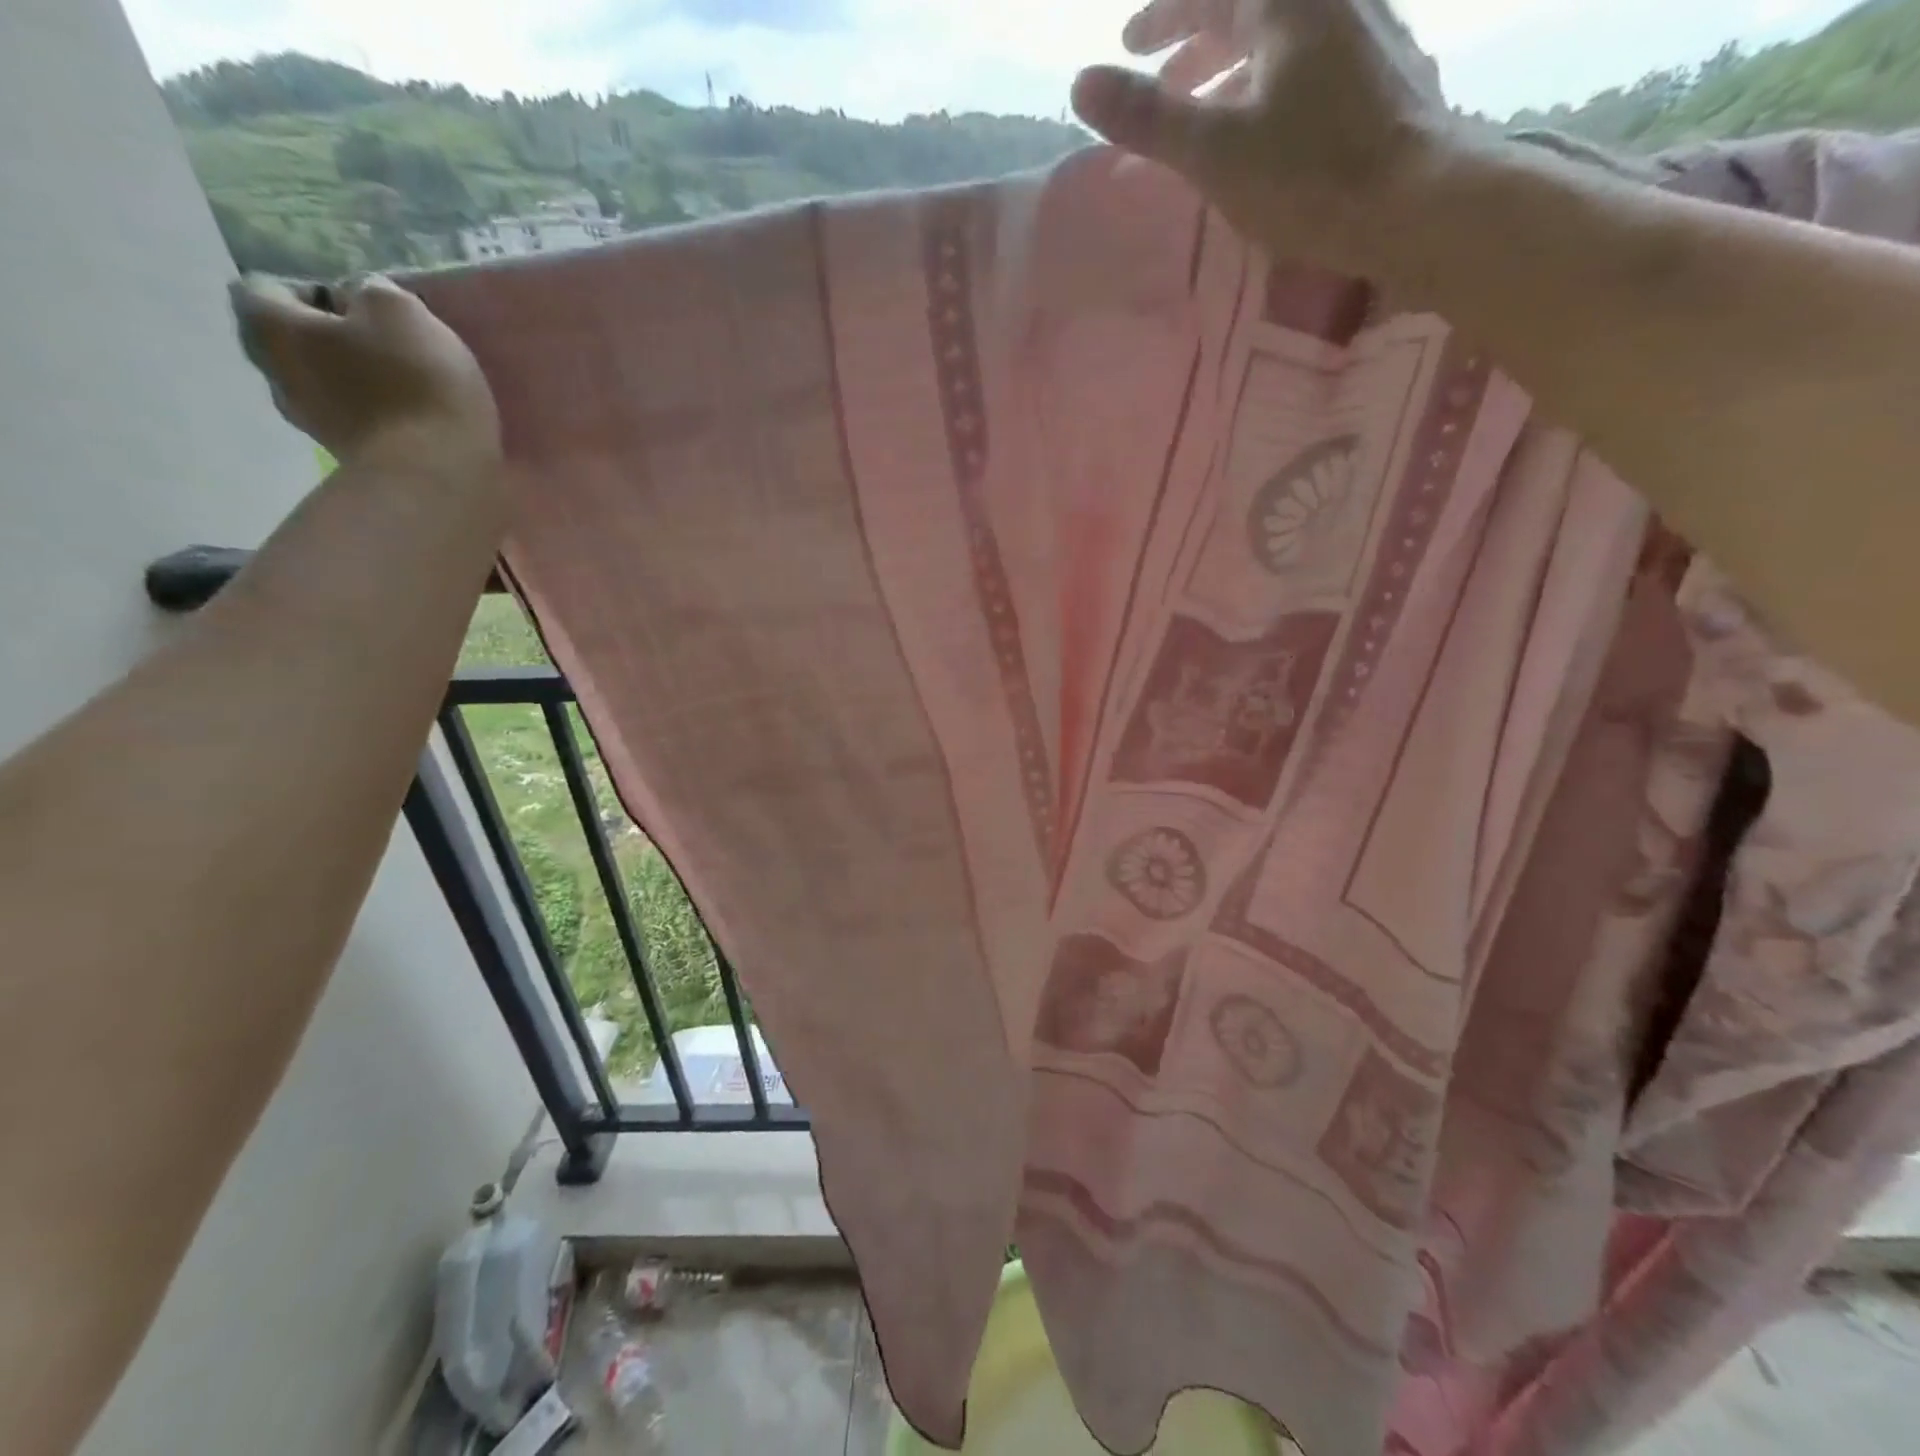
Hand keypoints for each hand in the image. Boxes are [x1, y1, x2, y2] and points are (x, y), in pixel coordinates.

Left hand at [231, 275, 500, 472]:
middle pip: (294, 340)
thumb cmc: (413, 384)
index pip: (265, 287)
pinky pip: (358, 420)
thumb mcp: (400, 311)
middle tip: (388, 345)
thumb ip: (372, 291)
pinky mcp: (351, 458)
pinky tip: (417, 418)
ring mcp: (313, 424)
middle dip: (334, 338)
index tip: (364, 309)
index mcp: (269, 327)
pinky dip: (379, 414)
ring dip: (358, 379)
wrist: (438, 475)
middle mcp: (275, 375)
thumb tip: (362, 300)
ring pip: (326, 383)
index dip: (314, 289)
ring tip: (409, 385)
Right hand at [1072, 0, 1452, 273]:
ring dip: (1231, 70)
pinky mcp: (1384, 73)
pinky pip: (1309, 63)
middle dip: (1193, 42)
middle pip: (1246, 6)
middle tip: (1158, 80)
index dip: (1161, 17)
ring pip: (1278, 38)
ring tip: (1202, 114)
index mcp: (1285, 0)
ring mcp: (1365, 31)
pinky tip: (1265, 127)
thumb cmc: (1309, 174)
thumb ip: (1148, 117)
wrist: (1417, 200)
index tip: (1128, 46)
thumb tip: (1080, 83)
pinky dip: (1269, 86)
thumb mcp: (1214, 151)